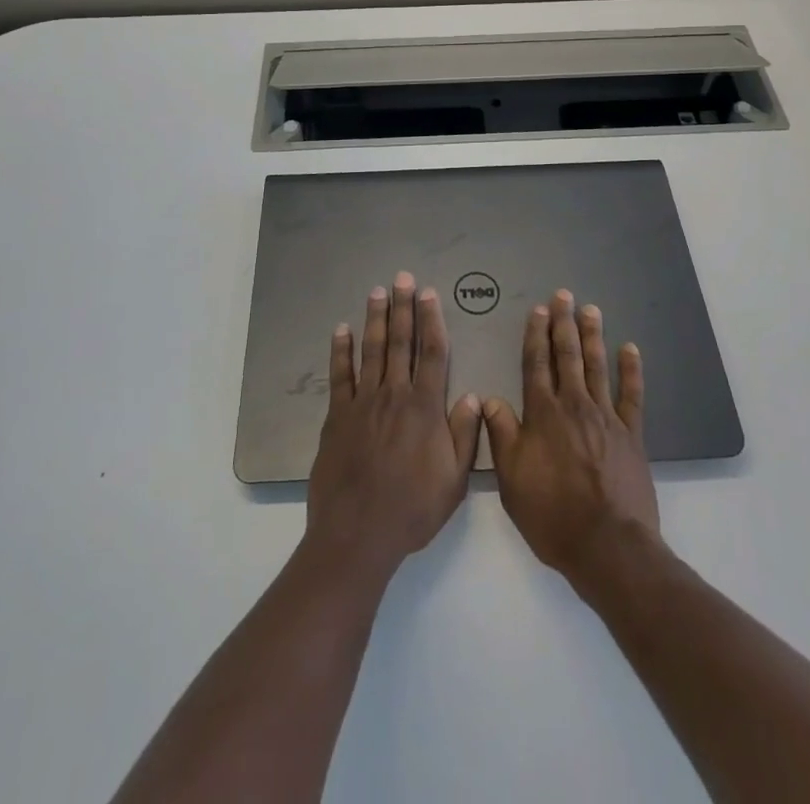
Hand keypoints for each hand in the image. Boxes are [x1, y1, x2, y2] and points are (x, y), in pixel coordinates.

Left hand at [305, 272, 480, 580]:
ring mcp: (363, 403)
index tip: (429, 294)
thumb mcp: (453, 481)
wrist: (357, 533)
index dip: (432, 320)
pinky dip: (340, 351)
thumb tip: (472, 396)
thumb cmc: (411, 509)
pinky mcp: (337, 416)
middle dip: (403, 307)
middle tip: (402, 278)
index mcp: (425, 408)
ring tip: (377, 292)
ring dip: (375, 319)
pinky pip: (340, 376)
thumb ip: (464, 435)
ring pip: (371, 350)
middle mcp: (394, 395)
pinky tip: (342, 330)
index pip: (433, 353)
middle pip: (400, 342)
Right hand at [483, 289, 659, 591]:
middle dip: (564, 323)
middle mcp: (573, 405)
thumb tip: (488, 398)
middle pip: (567, 355)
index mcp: (542, 414)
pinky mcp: (631, 434)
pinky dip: (631, 370)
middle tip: (564, 295)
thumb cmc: (552, 514)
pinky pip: (632, 395)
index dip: (536, 335)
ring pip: (597, 366)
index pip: (536, 363)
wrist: (607, 545)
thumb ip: (501, 434)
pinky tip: (630, 349)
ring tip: (591, 310)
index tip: (538, 310)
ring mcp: (606, 417)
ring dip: (593, 336)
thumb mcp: (511, 479)